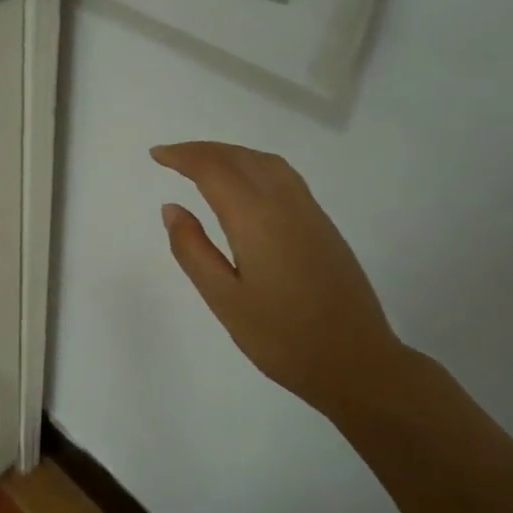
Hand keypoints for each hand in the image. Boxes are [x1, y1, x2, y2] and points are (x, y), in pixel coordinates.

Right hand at [153, 142, 407, 421]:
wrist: (356, 361)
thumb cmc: (281, 338)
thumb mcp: (224, 299)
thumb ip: (193, 250)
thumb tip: (171, 208)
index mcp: (256, 219)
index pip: (214, 169)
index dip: (182, 156)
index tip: (156, 155)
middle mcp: (285, 204)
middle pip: (240, 157)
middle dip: (203, 150)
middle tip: (172, 156)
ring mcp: (310, 212)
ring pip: (266, 162)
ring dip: (231, 154)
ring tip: (204, 165)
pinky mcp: (323, 226)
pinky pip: (284, 176)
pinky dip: (254, 165)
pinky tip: (245, 186)